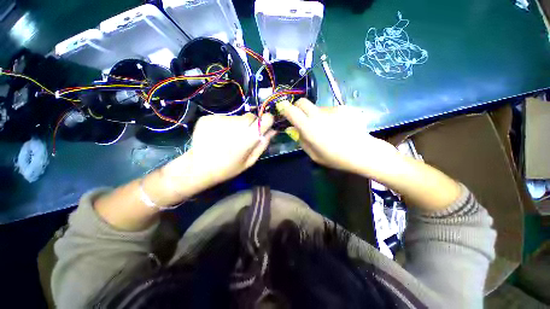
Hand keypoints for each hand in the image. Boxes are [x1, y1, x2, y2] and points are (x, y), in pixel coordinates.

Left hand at [167, 113, 275, 191]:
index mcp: (248, 137)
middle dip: (251, 125)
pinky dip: (223, 125)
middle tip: (243, 137)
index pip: (266, 118)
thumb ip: (262, 145)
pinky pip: (223, 118)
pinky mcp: (208, 117)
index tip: (264, 126)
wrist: (198, 167)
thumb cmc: (228, 168)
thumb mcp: (249, 161)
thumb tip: (273, 131)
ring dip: (236, 125)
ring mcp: (220, 119)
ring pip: (236, 117)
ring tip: (228, 138)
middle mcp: (236, 124)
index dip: (267, 121)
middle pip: (250, 116)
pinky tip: (218, 136)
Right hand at [277, 99, 398, 173]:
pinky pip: (330, 110)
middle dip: (298, 107)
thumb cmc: (335, 158)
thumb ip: (301, 140)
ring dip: (315, 115)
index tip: (283, 110)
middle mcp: (319, 115)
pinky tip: (337, 126)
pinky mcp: (343, 108)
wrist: (362, 152)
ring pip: (317, 108)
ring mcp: (332, 109)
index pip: (291, 110)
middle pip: (302, 102)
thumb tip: (292, 129)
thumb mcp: (313, 154)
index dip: (285, 108)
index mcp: (309, 128)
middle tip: (302, 118)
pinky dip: (329, 117)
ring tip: (326, 128)